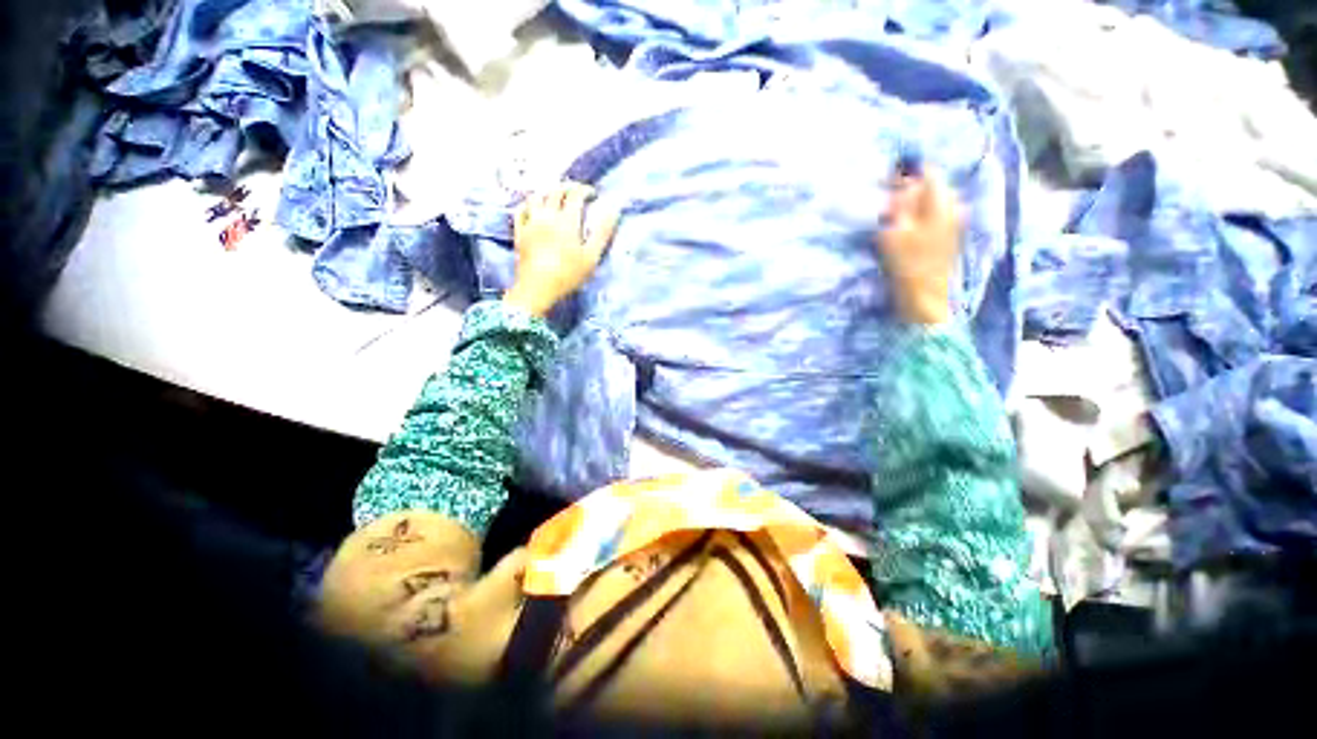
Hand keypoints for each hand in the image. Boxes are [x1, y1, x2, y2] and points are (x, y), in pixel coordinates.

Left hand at [503, 181, 619, 316]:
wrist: (537, 288)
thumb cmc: (568, 274)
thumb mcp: (591, 257)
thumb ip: (602, 233)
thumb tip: (613, 211)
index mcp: (567, 221)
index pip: (575, 195)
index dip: (585, 190)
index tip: (592, 194)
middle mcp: (547, 215)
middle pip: (555, 192)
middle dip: (567, 188)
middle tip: (575, 193)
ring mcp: (530, 222)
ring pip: (536, 197)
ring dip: (547, 193)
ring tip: (554, 197)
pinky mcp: (520, 232)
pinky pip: (521, 210)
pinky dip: (528, 204)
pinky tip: (532, 207)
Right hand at [875, 170, 962, 325]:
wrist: (925, 297)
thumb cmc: (907, 264)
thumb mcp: (895, 232)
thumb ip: (900, 205)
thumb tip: (904, 185)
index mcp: (941, 204)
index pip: (929, 173)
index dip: (908, 172)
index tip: (889, 179)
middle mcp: (953, 208)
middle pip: (933, 186)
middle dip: (911, 188)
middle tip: (889, 199)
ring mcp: (954, 224)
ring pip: (934, 202)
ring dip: (915, 203)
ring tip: (895, 214)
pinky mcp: (949, 237)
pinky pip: (935, 216)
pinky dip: (920, 216)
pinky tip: (907, 228)